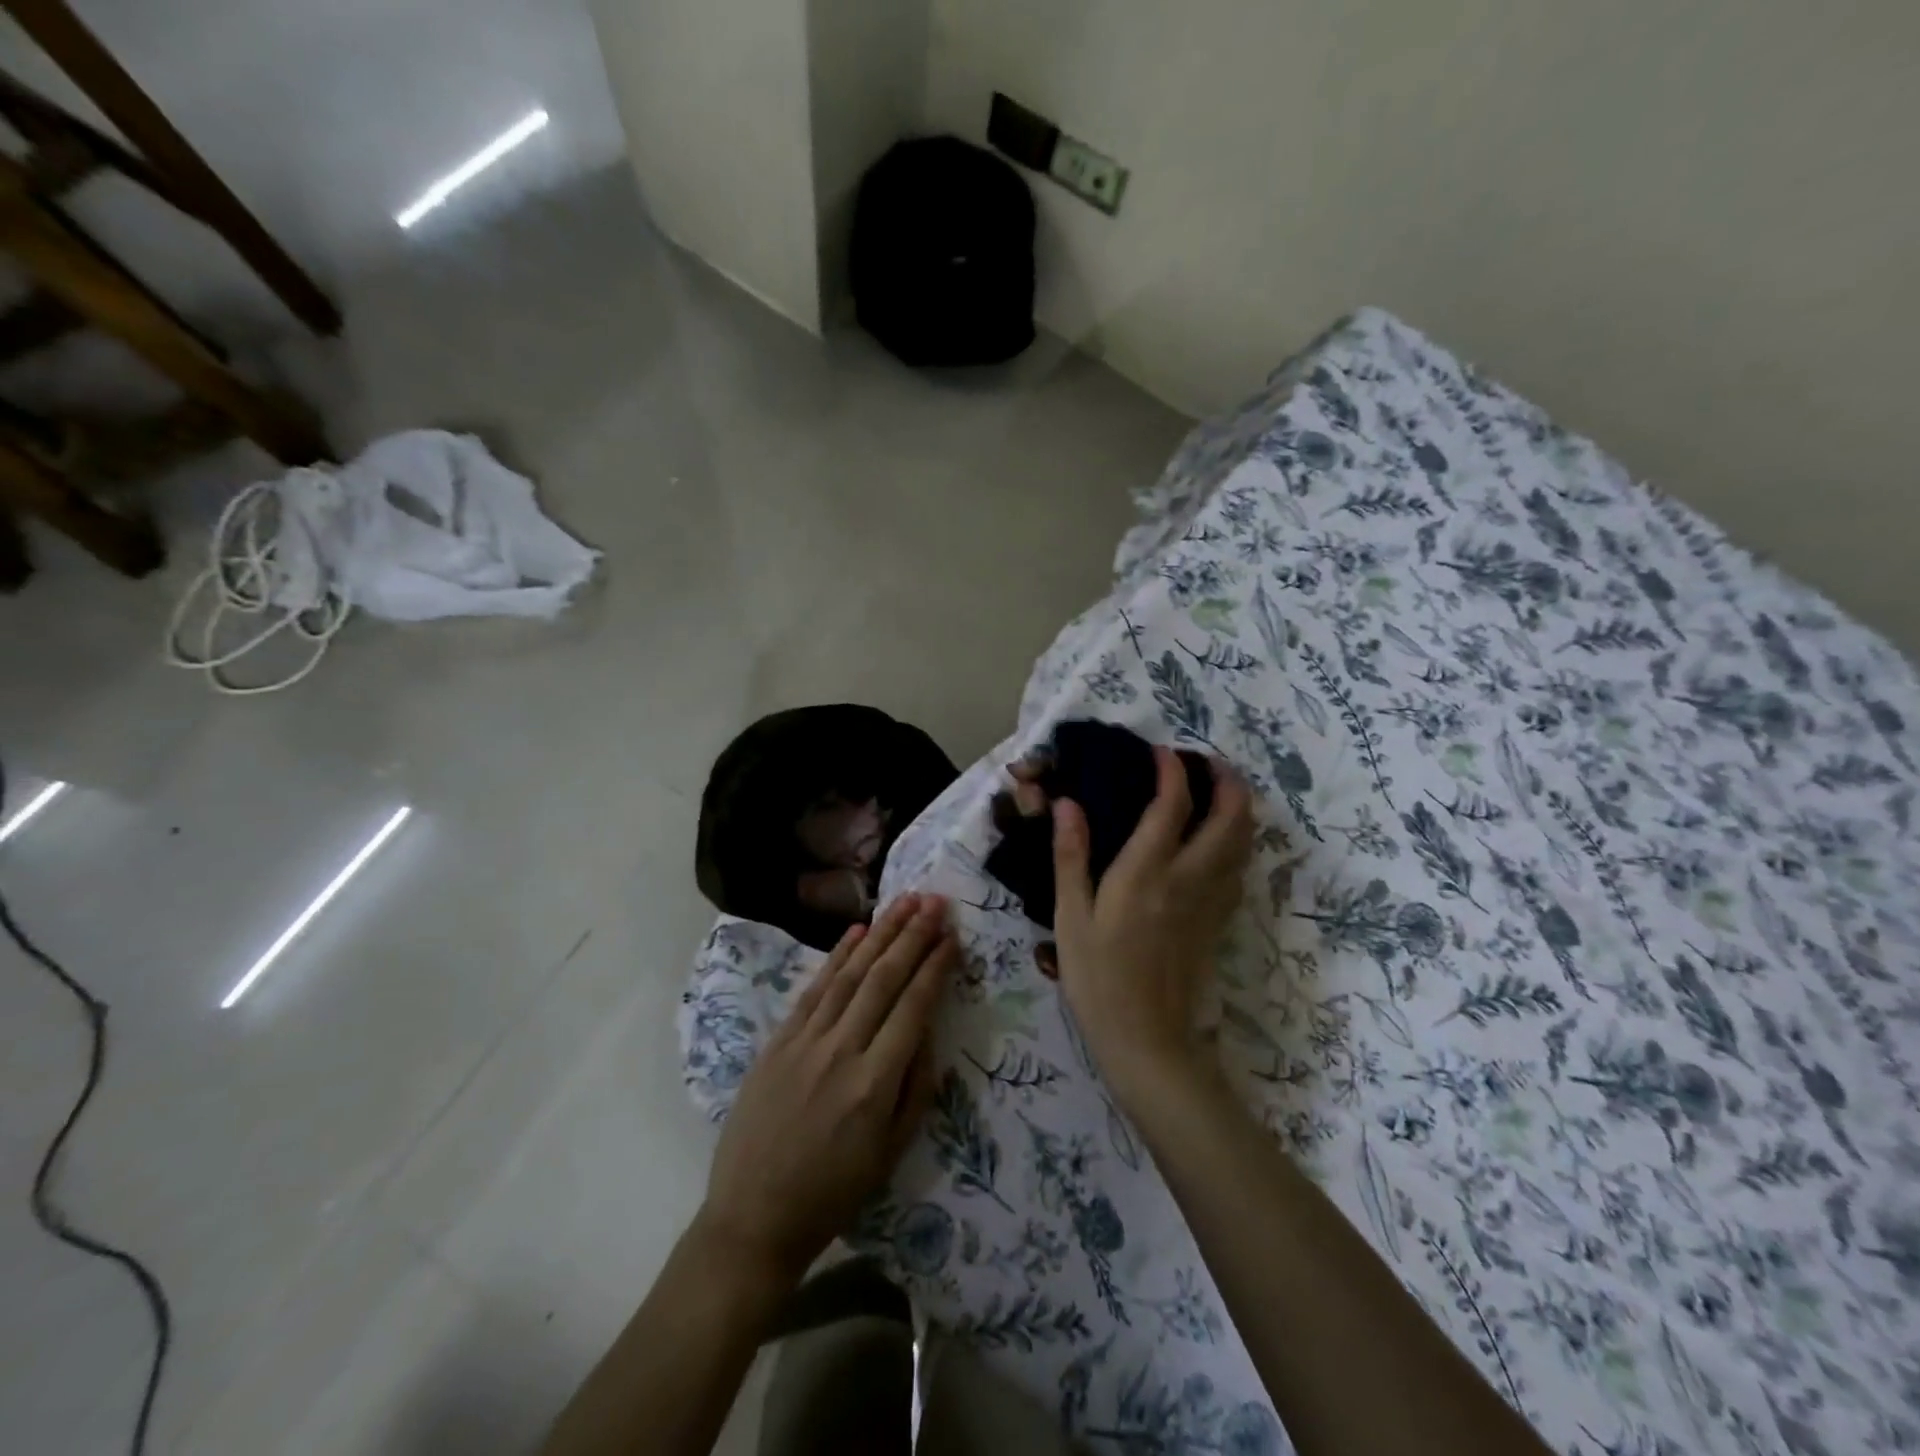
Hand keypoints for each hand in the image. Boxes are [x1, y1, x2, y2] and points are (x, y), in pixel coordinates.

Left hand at [698, 893, 954, 1282]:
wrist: (753, 1216)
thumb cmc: (832, 1192)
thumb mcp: (891, 1152)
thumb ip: (917, 1088)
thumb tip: (930, 1032)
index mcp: (874, 1083)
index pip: (913, 1008)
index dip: (935, 967)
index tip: (953, 936)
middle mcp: (841, 1051)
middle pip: (883, 979)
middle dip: (913, 935)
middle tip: (935, 901)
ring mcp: (805, 1041)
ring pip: (849, 974)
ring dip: (880, 933)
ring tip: (905, 901)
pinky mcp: (778, 1040)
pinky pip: (814, 989)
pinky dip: (837, 956)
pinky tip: (857, 931)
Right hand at [1051, 746, 1253, 1100]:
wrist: (1145, 1039)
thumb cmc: (1097, 977)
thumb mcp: (1070, 917)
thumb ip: (1070, 856)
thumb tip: (1067, 804)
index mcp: (1147, 871)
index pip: (1172, 804)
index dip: (1171, 771)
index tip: (1161, 753)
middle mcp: (1188, 878)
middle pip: (1230, 818)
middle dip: (1227, 781)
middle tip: (1210, 763)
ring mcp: (1210, 901)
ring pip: (1243, 843)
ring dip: (1240, 809)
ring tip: (1222, 792)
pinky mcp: (1218, 922)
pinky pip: (1239, 870)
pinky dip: (1239, 843)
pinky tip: (1222, 843)